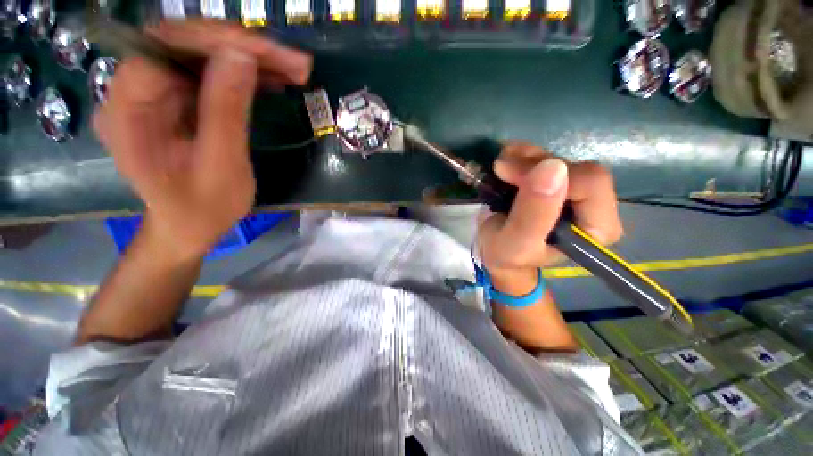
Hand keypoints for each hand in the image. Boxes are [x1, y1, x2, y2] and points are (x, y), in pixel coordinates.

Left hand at [94, 21, 311, 260]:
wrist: (189, 227)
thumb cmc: (203, 208)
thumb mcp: (221, 165)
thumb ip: (226, 111)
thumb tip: (241, 56)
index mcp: (128, 111)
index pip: (164, 48)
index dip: (216, 41)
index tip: (268, 53)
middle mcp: (133, 92)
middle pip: (184, 45)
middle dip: (241, 47)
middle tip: (292, 61)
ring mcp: (155, 94)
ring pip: (201, 56)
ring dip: (249, 59)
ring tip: (292, 70)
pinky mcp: (175, 100)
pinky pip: (209, 74)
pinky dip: (243, 73)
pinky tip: (273, 79)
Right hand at [477, 143, 623, 294]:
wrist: (496, 251)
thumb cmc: (506, 255)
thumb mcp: (515, 243)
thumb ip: (533, 214)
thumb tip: (553, 167)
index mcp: (596, 228)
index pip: (591, 184)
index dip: (550, 175)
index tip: (512, 178)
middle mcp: (594, 205)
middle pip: (573, 167)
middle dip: (532, 165)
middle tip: (501, 171)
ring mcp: (574, 189)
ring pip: (557, 157)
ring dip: (524, 157)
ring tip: (499, 168)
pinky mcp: (557, 179)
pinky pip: (545, 155)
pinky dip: (521, 154)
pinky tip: (505, 162)